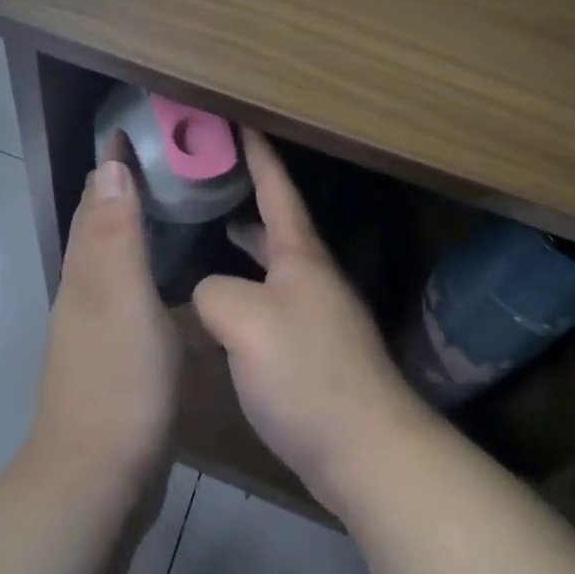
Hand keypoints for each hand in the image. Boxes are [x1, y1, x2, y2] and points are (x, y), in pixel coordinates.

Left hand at [25, 138, 180, 510]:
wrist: (96, 479)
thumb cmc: (119, 379)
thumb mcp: (123, 296)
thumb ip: (116, 233)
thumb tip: (108, 165)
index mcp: (86, 270)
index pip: (95, 198)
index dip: (111, 162)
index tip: (133, 126)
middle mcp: (82, 290)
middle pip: (96, 223)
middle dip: (117, 185)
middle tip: (157, 156)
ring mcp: (93, 326)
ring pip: (108, 256)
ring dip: (126, 224)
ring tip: (163, 203)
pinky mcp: (110, 356)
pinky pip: (124, 290)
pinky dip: (138, 265)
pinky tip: (161, 276)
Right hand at [192, 131, 433, 514]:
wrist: (367, 452)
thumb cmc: (306, 373)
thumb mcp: (244, 320)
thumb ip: (213, 291)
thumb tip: (208, 292)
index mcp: (300, 255)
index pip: (277, 187)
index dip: (257, 153)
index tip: (238, 121)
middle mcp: (312, 276)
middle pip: (277, 222)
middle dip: (247, 195)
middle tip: (208, 179)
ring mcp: (316, 314)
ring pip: (274, 262)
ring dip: (246, 243)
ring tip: (210, 231)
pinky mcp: (313, 351)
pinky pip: (272, 299)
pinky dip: (247, 285)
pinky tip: (224, 305)